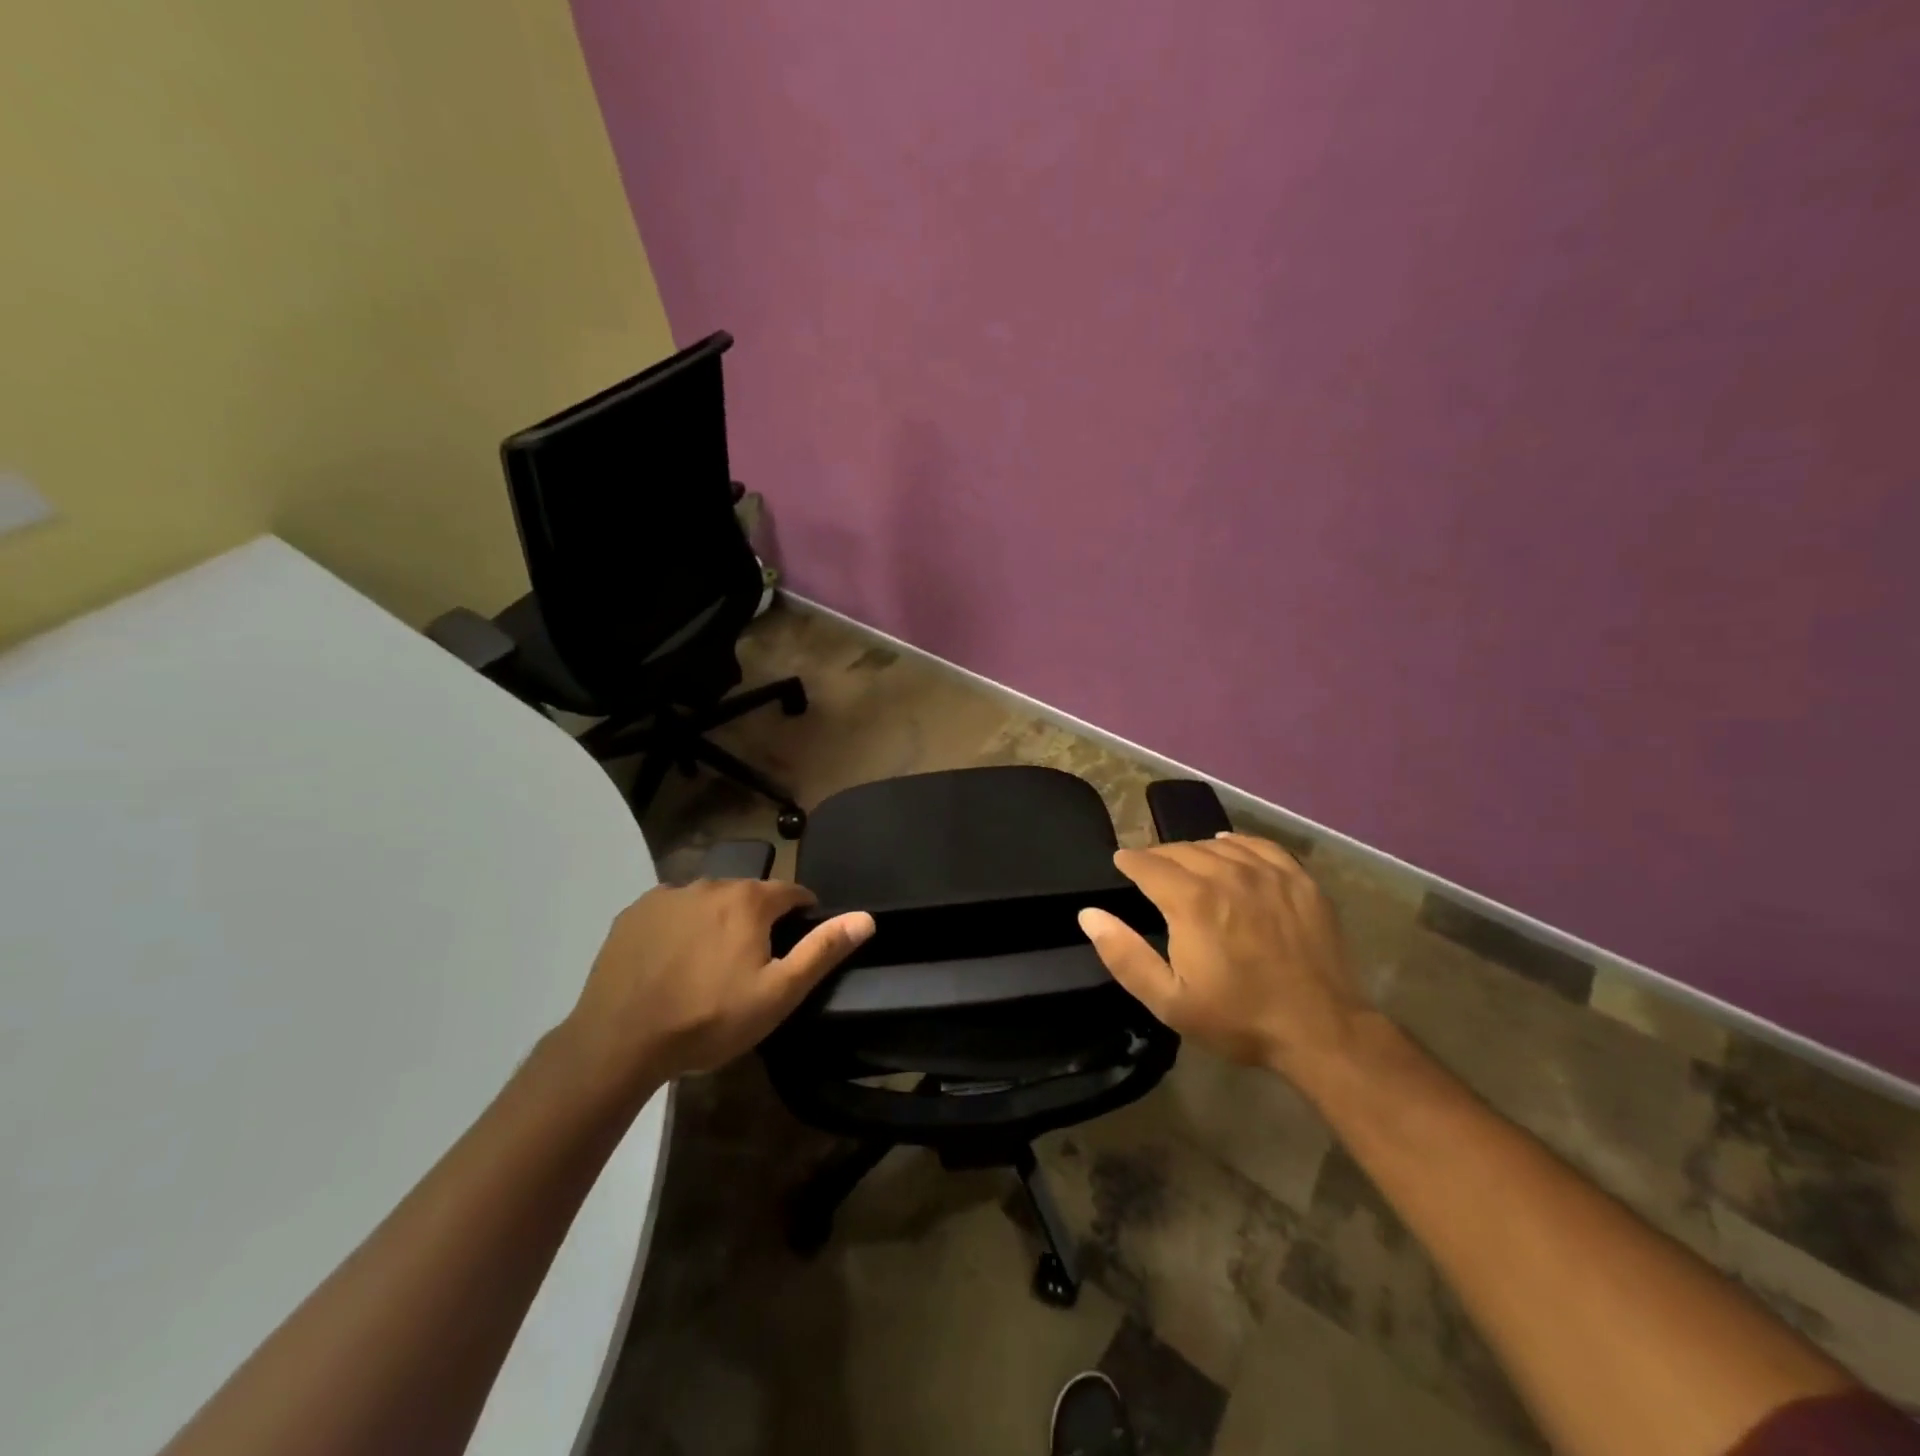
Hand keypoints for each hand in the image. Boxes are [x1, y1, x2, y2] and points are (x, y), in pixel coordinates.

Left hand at [564, 879, 873, 1086]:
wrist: (619, 1042)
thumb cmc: (708, 1019)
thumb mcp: (778, 993)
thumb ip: (822, 950)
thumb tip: (866, 917)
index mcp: (748, 900)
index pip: (791, 892)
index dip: (801, 914)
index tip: (796, 943)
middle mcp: (710, 884)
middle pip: (748, 895)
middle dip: (757, 920)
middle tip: (750, 964)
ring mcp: (667, 896)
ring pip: (708, 901)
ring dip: (717, 921)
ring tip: (708, 966)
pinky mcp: (634, 913)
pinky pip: (671, 911)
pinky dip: (680, 927)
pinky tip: (671, 962)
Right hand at [1077, 833, 1368, 1077]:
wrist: (1321, 1030)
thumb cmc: (1238, 1018)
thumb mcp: (1169, 1000)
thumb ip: (1124, 955)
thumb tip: (1089, 914)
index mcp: (1191, 901)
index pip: (1148, 864)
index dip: (1129, 861)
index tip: (1121, 864)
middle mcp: (1227, 874)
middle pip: (1181, 849)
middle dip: (1159, 857)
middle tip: (1150, 871)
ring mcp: (1267, 873)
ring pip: (1217, 845)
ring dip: (1194, 851)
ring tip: (1185, 864)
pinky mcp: (1298, 880)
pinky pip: (1259, 846)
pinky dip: (1236, 843)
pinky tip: (1229, 848)